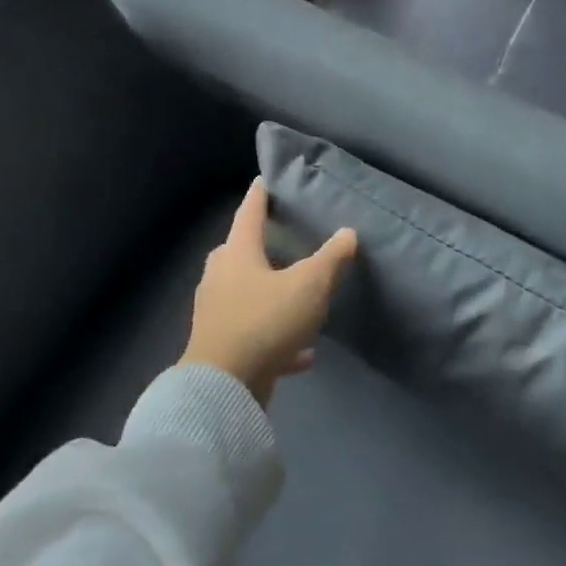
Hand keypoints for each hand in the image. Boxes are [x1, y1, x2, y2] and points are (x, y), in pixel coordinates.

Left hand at [181, 179, 357, 406]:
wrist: (223, 386)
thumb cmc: (265, 321)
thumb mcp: (309, 286)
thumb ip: (331, 258)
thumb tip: (348, 232)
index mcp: (237, 253)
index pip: (249, 212)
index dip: (260, 194)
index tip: (266, 179)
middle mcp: (220, 277)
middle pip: (240, 252)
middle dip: (260, 244)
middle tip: (283, 238)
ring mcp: (216, 313)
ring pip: (245, 293)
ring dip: (269, 293)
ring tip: (294, 294)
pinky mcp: (221, 346)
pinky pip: (253, 334)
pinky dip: (276, 338)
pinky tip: (303, 354)